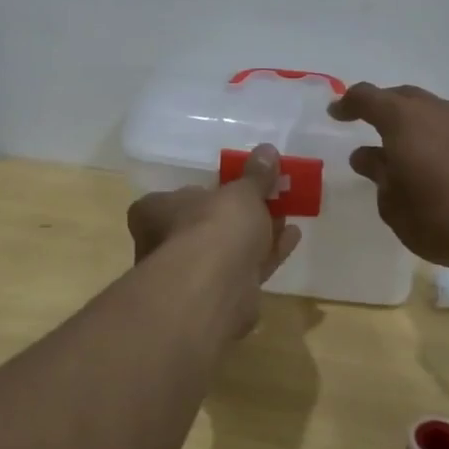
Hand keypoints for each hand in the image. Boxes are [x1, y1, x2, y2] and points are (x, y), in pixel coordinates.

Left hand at [126, 144, 301, 336]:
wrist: (214, 289)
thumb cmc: (213, 226)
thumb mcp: (240, 192)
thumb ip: (255, 175)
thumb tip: (267, 151)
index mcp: (155, 212)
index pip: (175, 198)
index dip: (206, 191)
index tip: (234, 185)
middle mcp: (165, 245)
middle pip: (205, 225)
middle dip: (237, 215)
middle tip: (268, 198)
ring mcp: (191, 275)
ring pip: (227, 250)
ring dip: (256, 233)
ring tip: (287, 214)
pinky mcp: (219, 298)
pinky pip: (246, 268)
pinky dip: (268, 253)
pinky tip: (292, 237)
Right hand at [329, 83, 448, 270]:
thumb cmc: (440, 218)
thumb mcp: (394, 205)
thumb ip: (378, 175)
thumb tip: (367, 155)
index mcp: (403, 119)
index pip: (367, 97)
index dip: (348, 103)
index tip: (336, 114)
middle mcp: (436, 111)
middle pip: (403, 96)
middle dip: (382, 106)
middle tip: (369, 124)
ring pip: (432, 110)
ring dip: (414, 122)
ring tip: (405, 146)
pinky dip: (439, 136)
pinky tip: (440, 163)